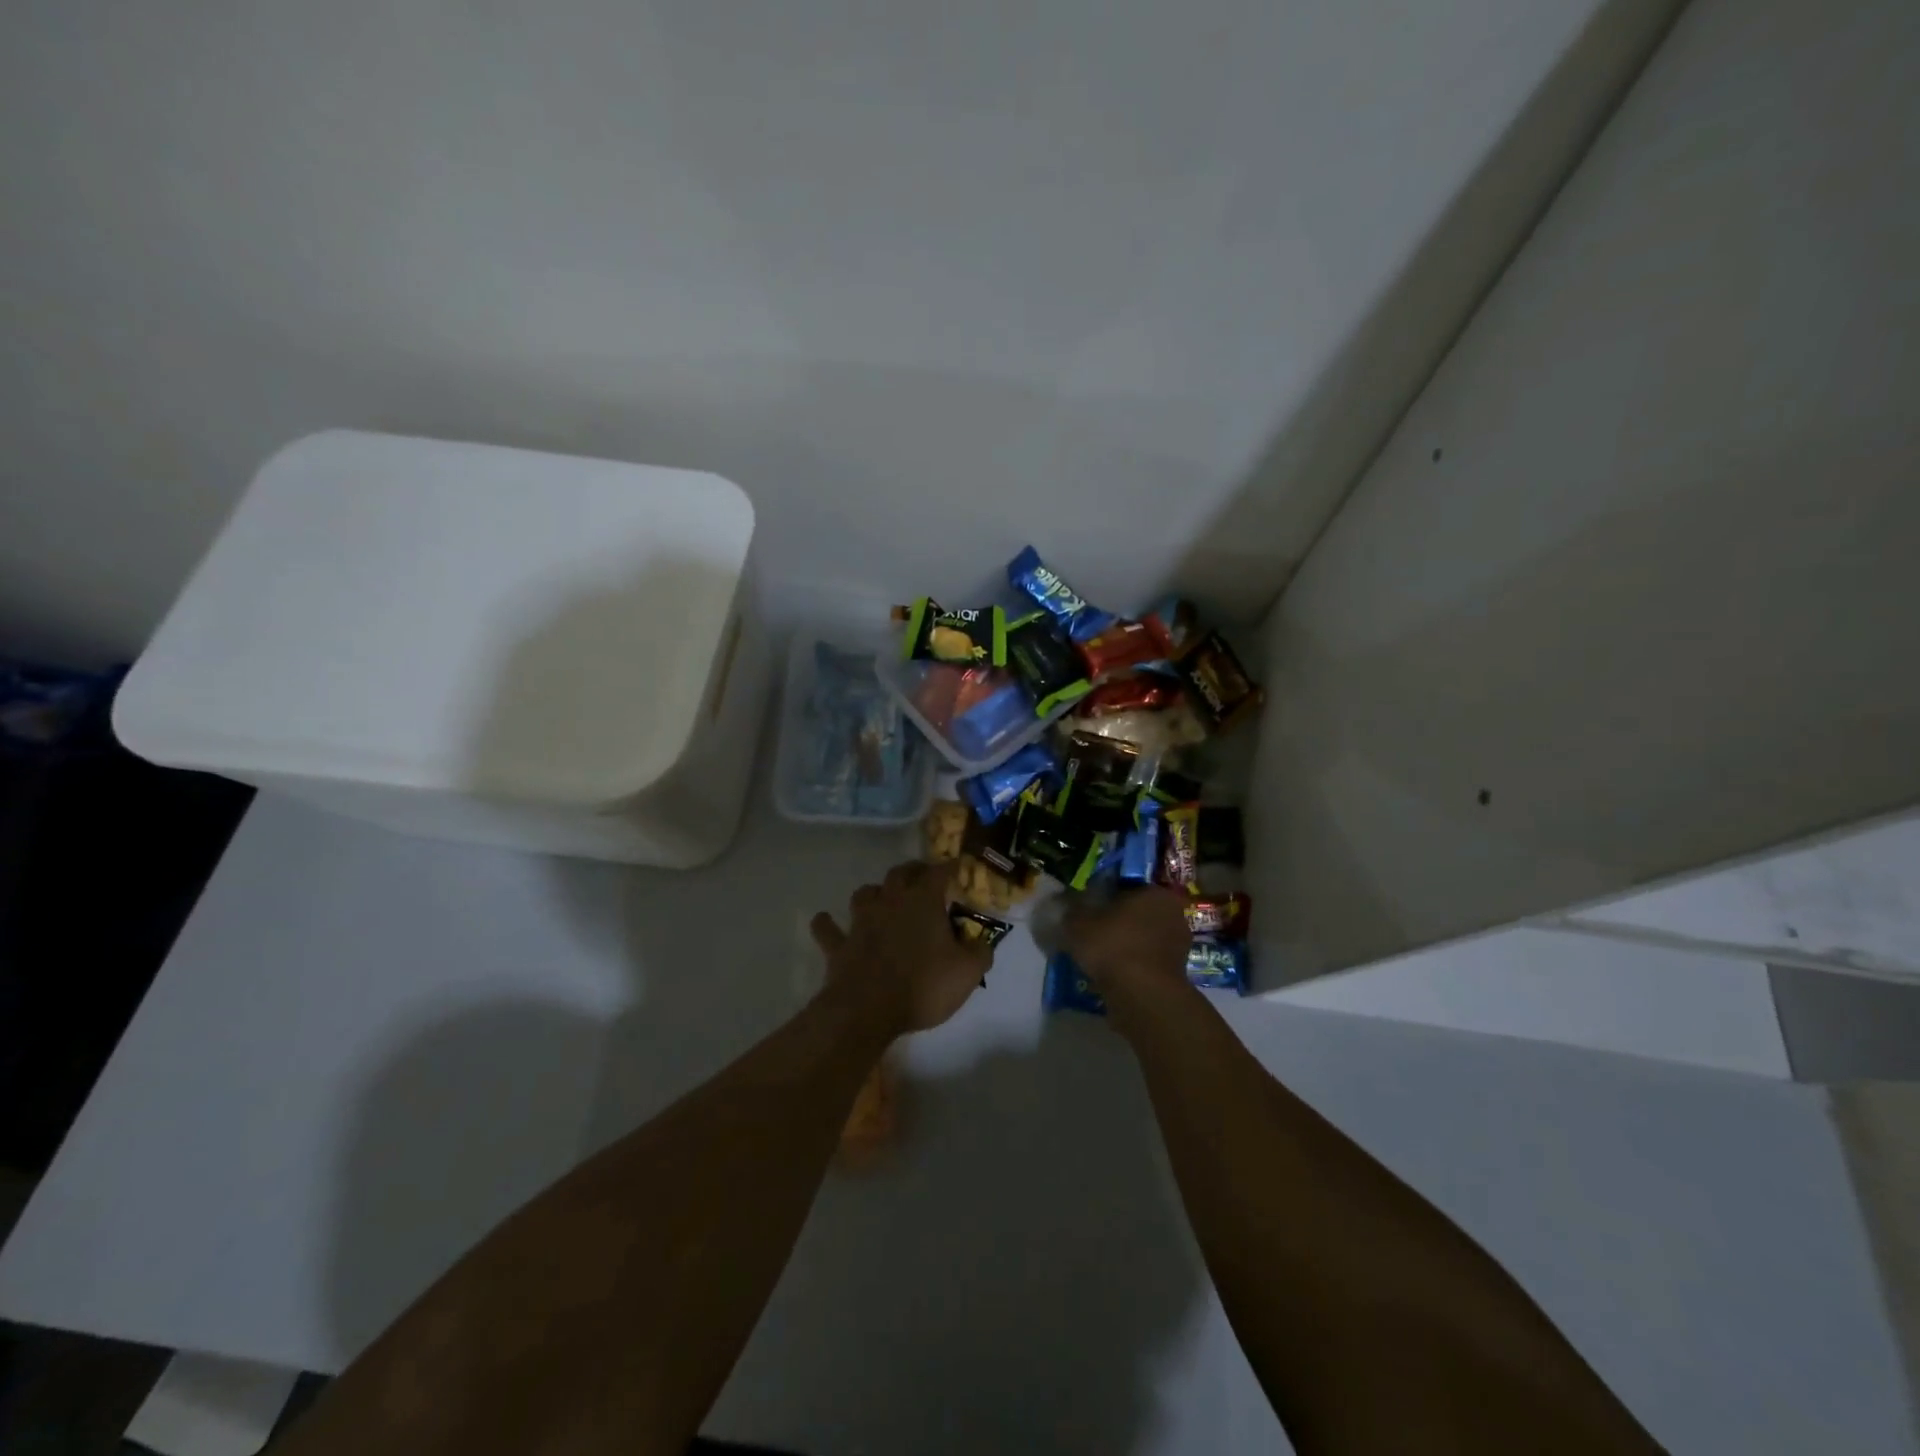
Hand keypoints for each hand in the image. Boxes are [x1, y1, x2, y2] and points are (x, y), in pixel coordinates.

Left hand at [811, 861, 990, 1034]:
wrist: (867, 1009)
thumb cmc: (923, 986)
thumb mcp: (967, 973)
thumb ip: (980, 952)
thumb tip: (982, 941)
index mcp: (923, 902)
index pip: (939, 873)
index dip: (950, 867)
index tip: (958, 865)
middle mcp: (890, 902)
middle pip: (899, 873)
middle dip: (913, 871)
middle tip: (922, 876)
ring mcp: (860, 922)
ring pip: (864, 893)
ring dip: (874, 893)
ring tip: (881, 898)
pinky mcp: (838, 945)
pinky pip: (827, 928)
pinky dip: (827, 924)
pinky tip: (826, 922)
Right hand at [1064, 886, 1191, 1012]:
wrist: (1142, 995)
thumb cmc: (1113, 945)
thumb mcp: (1079, 922)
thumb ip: (1072, 909)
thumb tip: (1066, 902)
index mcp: (1156, 892)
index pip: (1127, 886)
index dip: (1105, 896)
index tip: (1088, 908)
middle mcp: (1174, 914)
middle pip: (1138, 913)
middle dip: (1118, 921)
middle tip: (1092, 932)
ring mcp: (1179, 945)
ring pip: (1143, 938)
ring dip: (1126, 945)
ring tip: (1100, 957)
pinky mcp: (1176, 973)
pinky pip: (1147, 961)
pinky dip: (1132, 965)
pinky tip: (1113, 974)